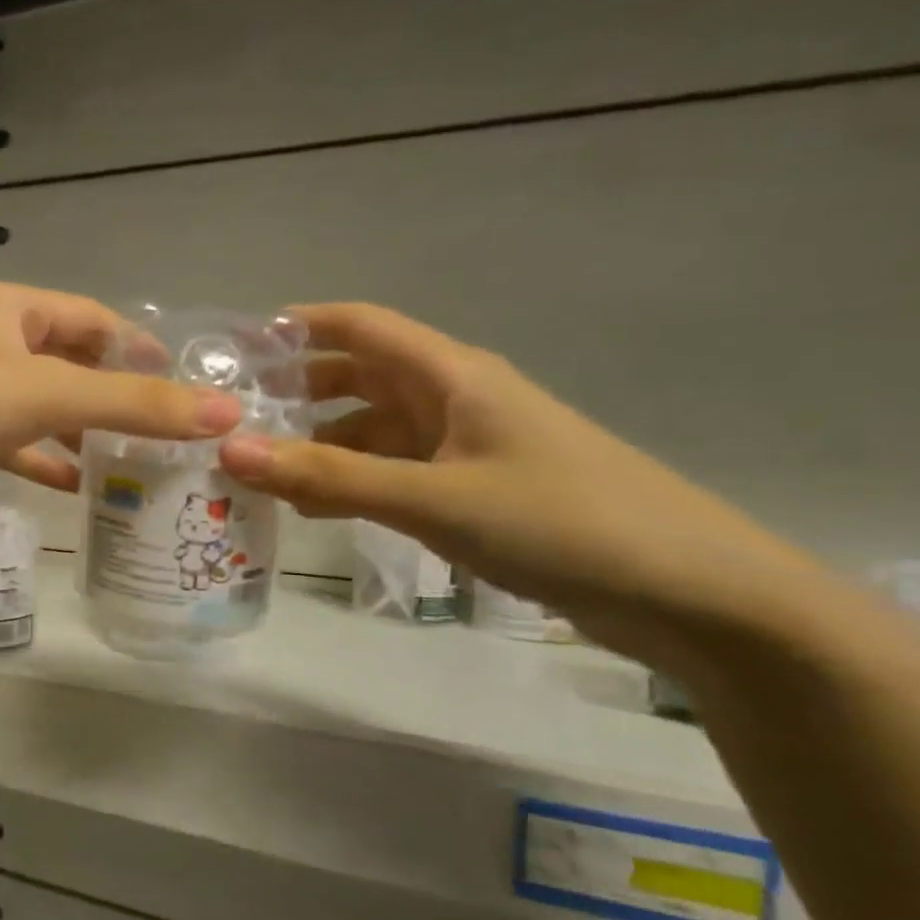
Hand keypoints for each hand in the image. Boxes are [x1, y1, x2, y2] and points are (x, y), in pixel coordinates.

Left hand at [0, 283, 241, 536]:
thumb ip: (132, 404)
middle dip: (111, 395)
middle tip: (164, 433)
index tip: (185, 387)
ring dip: (78, 432)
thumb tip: (225, 413)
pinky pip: (5, 442)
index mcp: (9, 309)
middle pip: (65, 362)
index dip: (139, 348)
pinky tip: (71, 487)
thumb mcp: (45, 395)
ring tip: (129, 464)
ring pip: (36, 406)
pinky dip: (38, 459)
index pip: (91, 317)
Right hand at [217, 304, 812, 655]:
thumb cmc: (560, 522)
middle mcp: (453, 400)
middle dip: (294, 394)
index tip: (231, 348)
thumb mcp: (432, 498)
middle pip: (357, 379)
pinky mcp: (472, 490)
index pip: (359, 326)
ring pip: (371, 433)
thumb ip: (328, 476)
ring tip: (254, 476)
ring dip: (316, 447)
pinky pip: (391, 473)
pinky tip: (312, 510)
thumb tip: (229, 450)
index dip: (295, 327)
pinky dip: (348, 484)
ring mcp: (464, 447)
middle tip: (228, 421)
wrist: (691, 593)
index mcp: (451, 376)